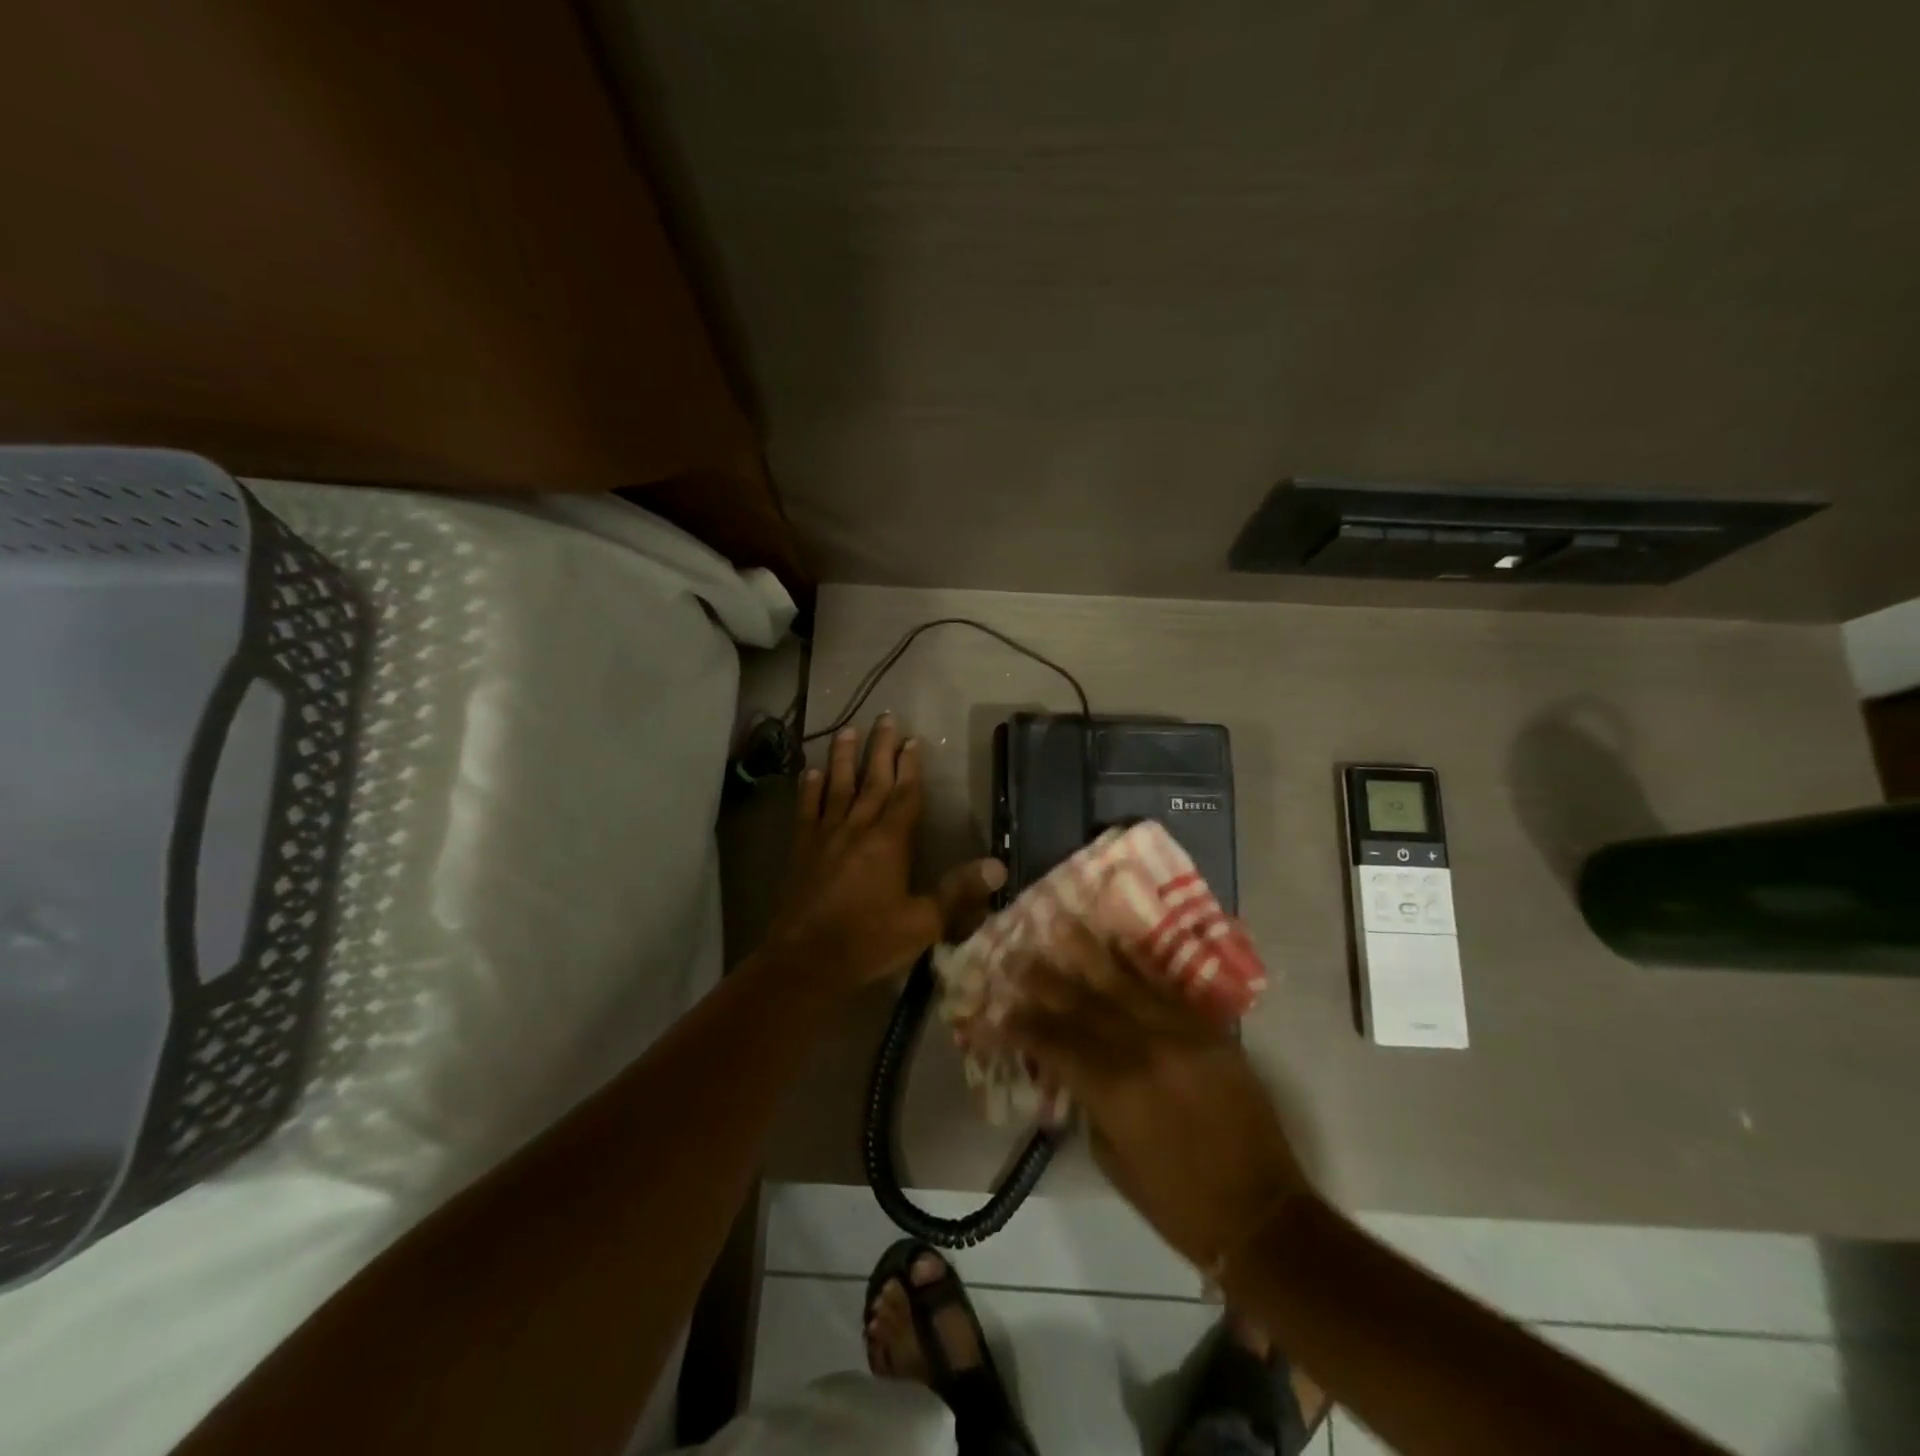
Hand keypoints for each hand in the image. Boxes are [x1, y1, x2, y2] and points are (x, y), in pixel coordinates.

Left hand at [768, 715, 1006, 988]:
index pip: (904, 795)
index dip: (911, 766)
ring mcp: (825, 836)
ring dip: (843, 758)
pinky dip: (810, 789)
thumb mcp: (922, 922)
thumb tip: (998, 866)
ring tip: (847, 730)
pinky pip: (806, 810)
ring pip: (837, 786)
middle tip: (885, 718)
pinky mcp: (801, 849)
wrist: (806, 961)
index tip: (914, 739)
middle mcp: (857, 829)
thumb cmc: (869, 942)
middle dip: (881, 749)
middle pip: (872, 780)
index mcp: (889, 842)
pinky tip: (811, 772)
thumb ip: (958, 892)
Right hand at [1001, 919, 1311, 1269]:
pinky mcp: (1208, 1032)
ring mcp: (1179, 1035)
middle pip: (1083, 1006)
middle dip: (1045, 981)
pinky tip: (1119, 941)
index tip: (997, 1010)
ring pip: (1123, 985)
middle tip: (1016, 957)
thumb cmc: (1178, 1202)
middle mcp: (1143, 1052)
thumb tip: (1069, 1066)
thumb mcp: (1113, 1160)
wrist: (1262, 1214)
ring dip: (1088, 954)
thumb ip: (1089, 1104)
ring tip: (1061, 924)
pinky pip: (1168, 989)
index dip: (1023, 1027)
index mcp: (1115, 1092)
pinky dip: (1141, 963)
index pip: (1056, 1045)